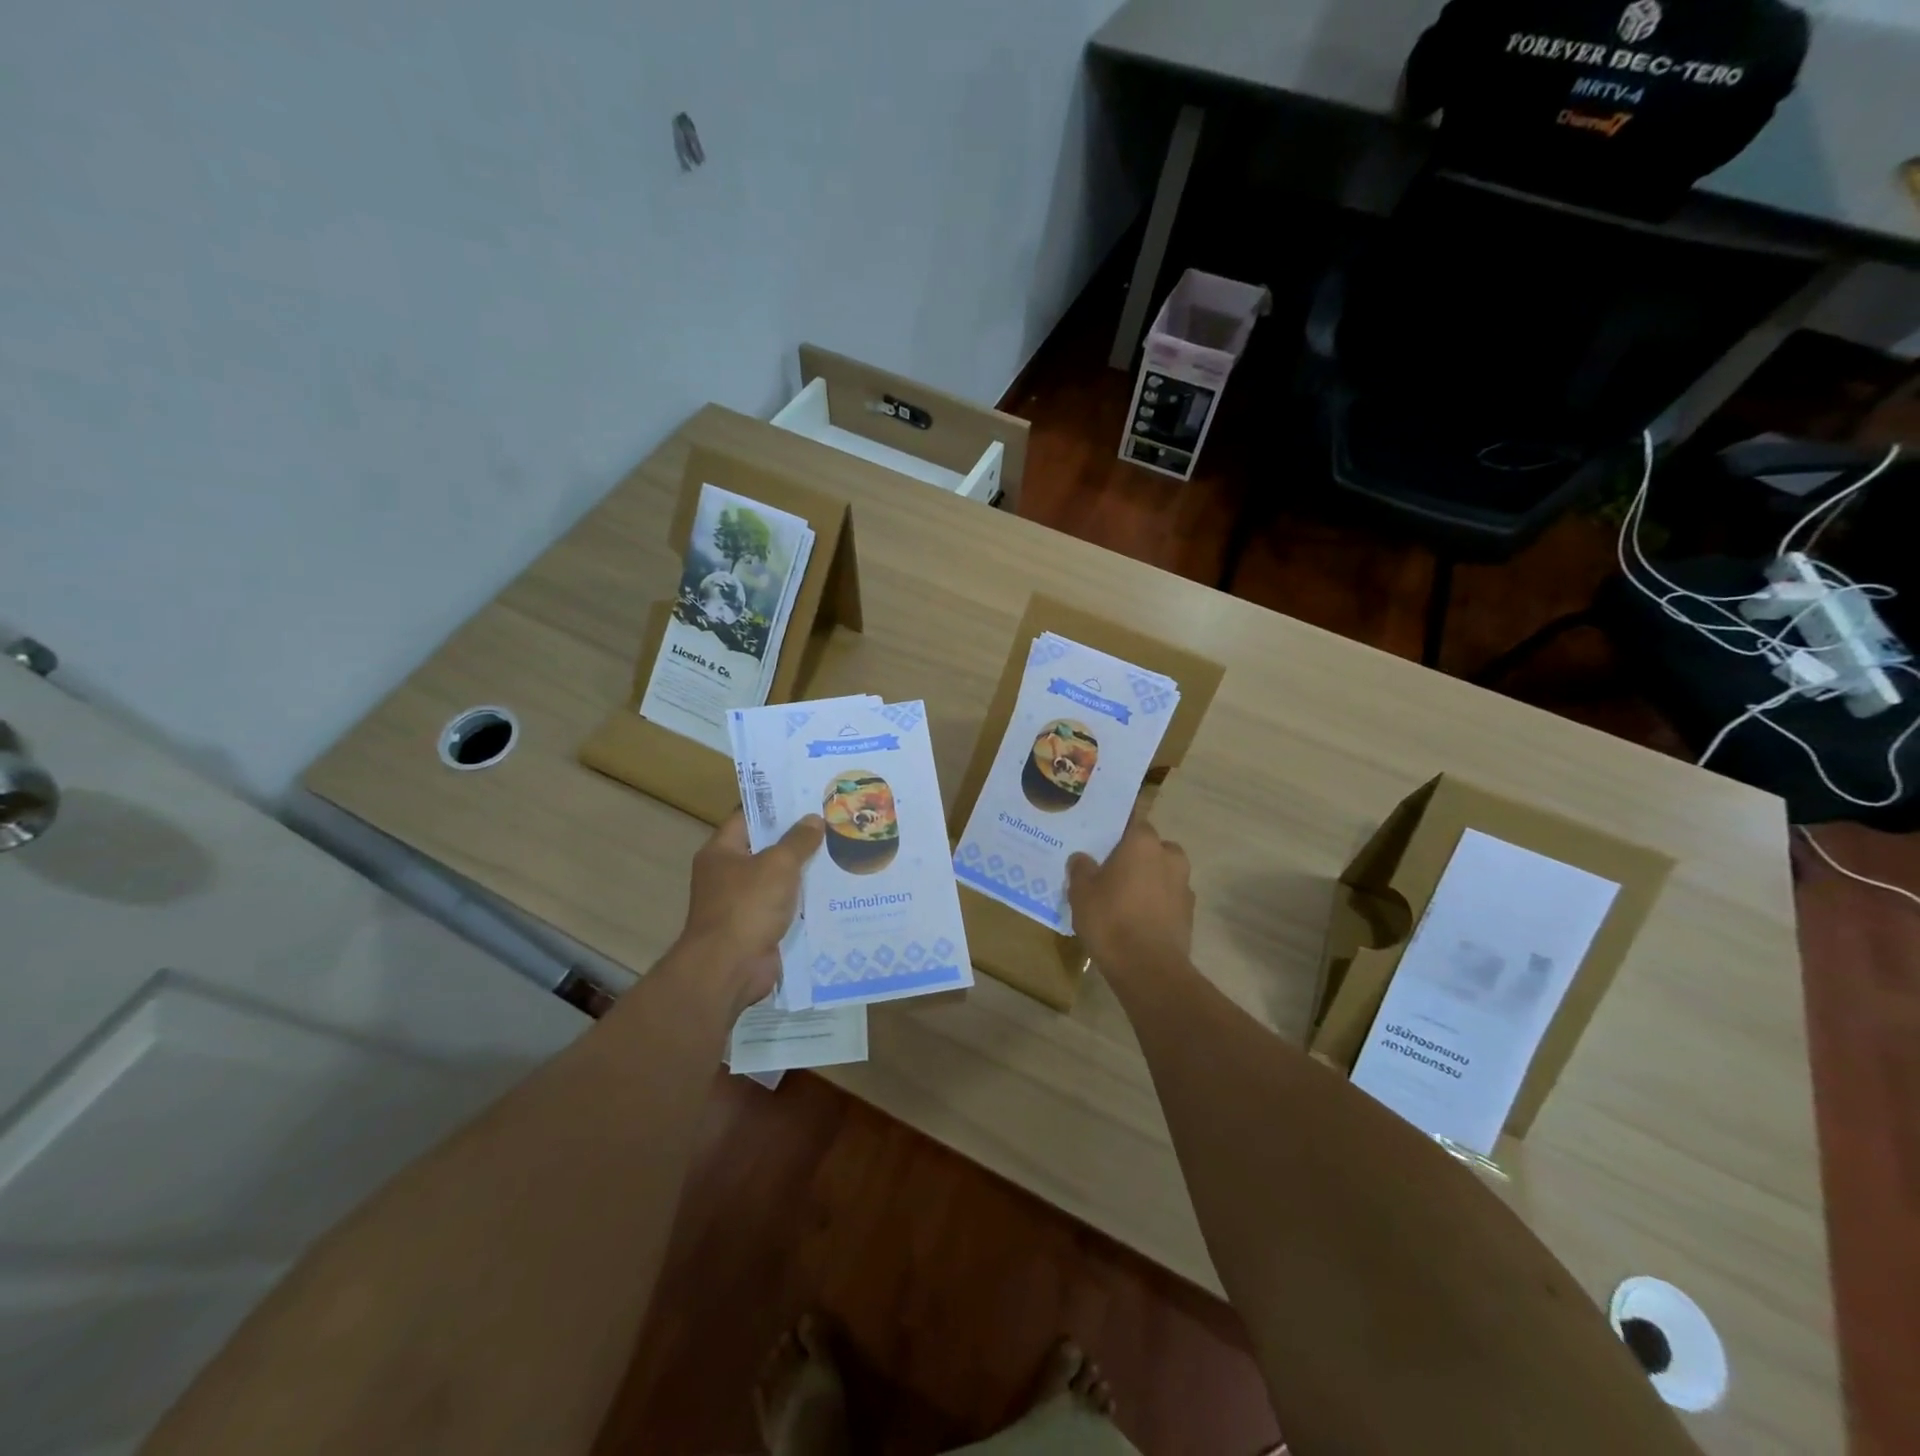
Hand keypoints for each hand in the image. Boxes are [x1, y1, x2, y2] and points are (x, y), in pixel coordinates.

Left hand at [678, 811, 823, 1012]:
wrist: (729, 969)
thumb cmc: (747, 906)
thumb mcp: (777, 865)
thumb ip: (798, 841)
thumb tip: (813, 819)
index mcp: (721, 852)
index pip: (748, 818)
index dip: (776, 807)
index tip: (806, 798)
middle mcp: (727, 875)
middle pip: (765, 849)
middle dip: (797, 839)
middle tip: (832, 824)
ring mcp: (741, 904)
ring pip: (777, 880)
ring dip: (803, 872)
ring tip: (839, 853)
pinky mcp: (757, 928)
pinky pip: (784, 907)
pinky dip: (803, 901)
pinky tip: (832, 892)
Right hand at [1067, 812, 1194, 984]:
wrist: (1148, 968)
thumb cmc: (1111, 919)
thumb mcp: (1081, 892)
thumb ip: (1081, 868)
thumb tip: (1082, 858)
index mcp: (1143, 842)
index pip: (1132, 819)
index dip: (1118, 826)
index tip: (1104, 834)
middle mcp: (1169, 856)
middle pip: (1150, 846)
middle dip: (1135, 855)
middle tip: (1111, 869)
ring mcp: (1184, 885)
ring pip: (1162, 872)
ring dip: (1147, 879)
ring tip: (1123, 896)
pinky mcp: (1189, 913)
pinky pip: (1169, 897)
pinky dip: (1156, 902)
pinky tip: (1137, 918)